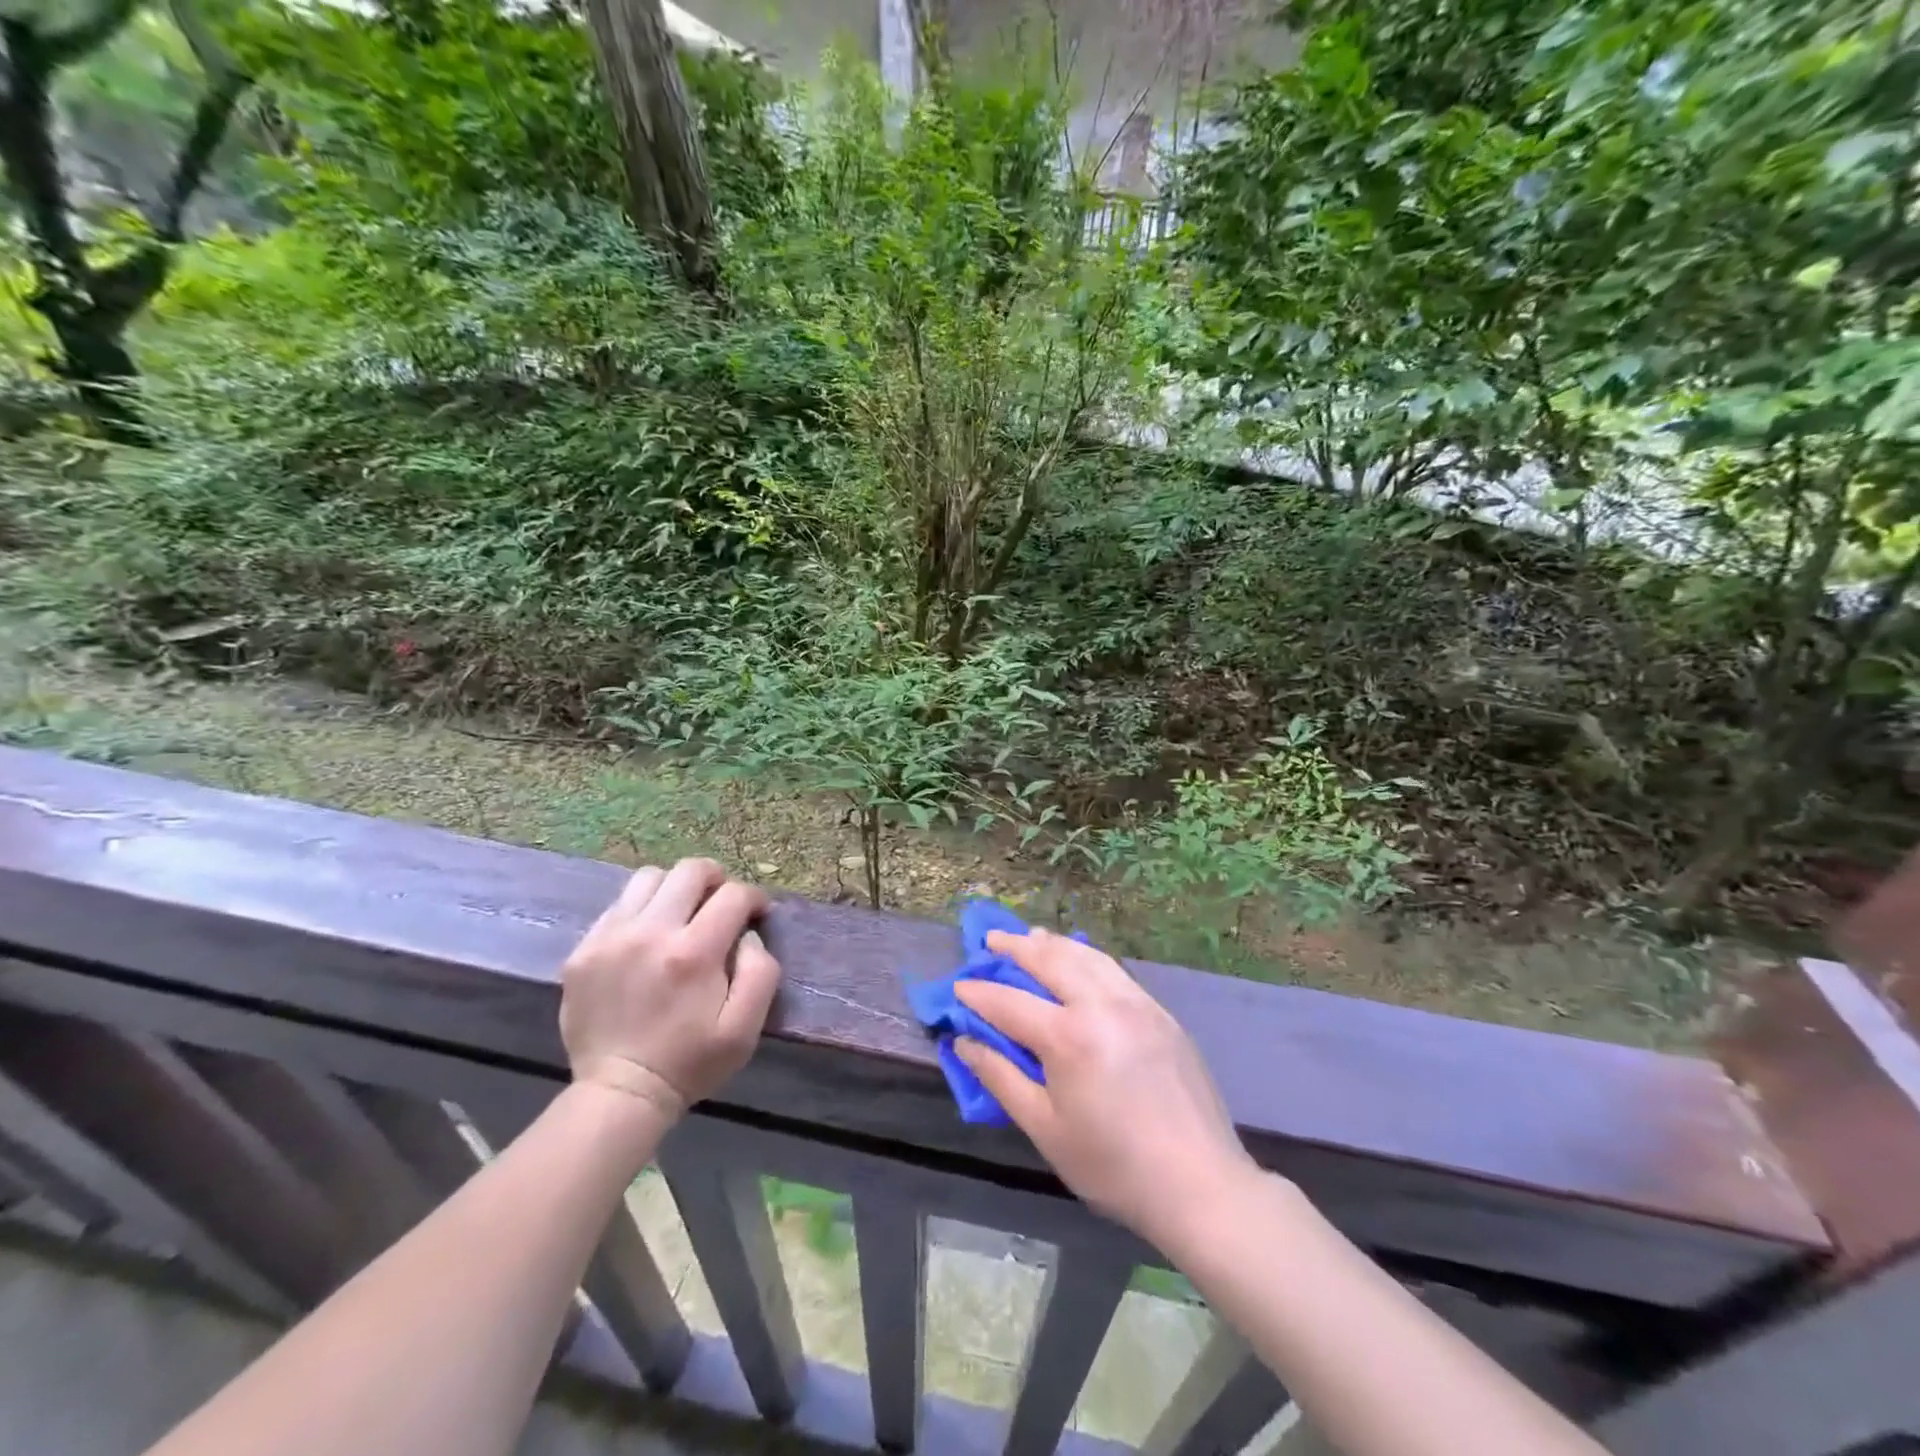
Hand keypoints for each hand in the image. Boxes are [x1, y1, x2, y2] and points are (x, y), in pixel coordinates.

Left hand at [559, 859, 781, 1119]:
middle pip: (690, 871)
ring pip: (649, 878)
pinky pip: (618, 905)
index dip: (753, 898)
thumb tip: (749, 934)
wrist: (620, 1094)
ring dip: (674, 888)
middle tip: (721, 903)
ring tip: (681, 914)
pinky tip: (647, 937)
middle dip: (716, 879)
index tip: (757, 913)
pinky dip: (641, 910)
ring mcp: (610, 938)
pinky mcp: (583, 951)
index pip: (733, 894)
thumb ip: (760, 972)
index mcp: (693, 953)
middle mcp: (650, 933)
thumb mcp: (745, 1028)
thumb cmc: (691, 1062)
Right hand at [954, 929, 1255, 1247]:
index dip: (978, 994)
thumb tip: (964, 1042)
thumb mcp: (1045, 1128)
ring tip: (1030, 938)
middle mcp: (1101, 1004)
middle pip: (1050, 960)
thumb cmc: (1113, 1165)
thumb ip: (1001, 1078)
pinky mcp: (1160, 1011)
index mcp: (1069, 1036)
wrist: (1200, 1183)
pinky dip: (1086, 957)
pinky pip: (1113, 969)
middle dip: (1015, 947)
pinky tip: (1078, 961)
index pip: (1010, 1002)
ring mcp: (1136, 1002)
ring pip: (1086, 956)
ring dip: (1052, 944)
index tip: (957, 986)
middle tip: (990, 940)